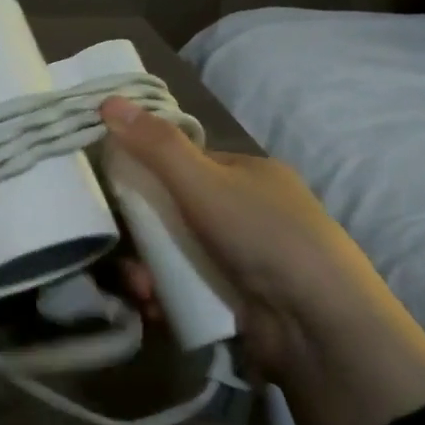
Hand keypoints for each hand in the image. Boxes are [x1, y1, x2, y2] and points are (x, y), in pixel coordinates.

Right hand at [100, 96, 424, 424]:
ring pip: (178, 254)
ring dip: (148, 269)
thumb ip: (154, 145)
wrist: (318, 325)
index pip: (186, 163)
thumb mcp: (203, 182)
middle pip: (176, 212)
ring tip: (139, 287)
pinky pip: (188, 287)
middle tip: (122, 250)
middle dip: (143, 233)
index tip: (115, 190)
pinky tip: (154, 305)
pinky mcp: (240, 299)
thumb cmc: (262, 236)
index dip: (148, 172)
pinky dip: (166, 294)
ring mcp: (247, 258)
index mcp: (251, 174)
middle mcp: (251, 212)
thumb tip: (107, 100)